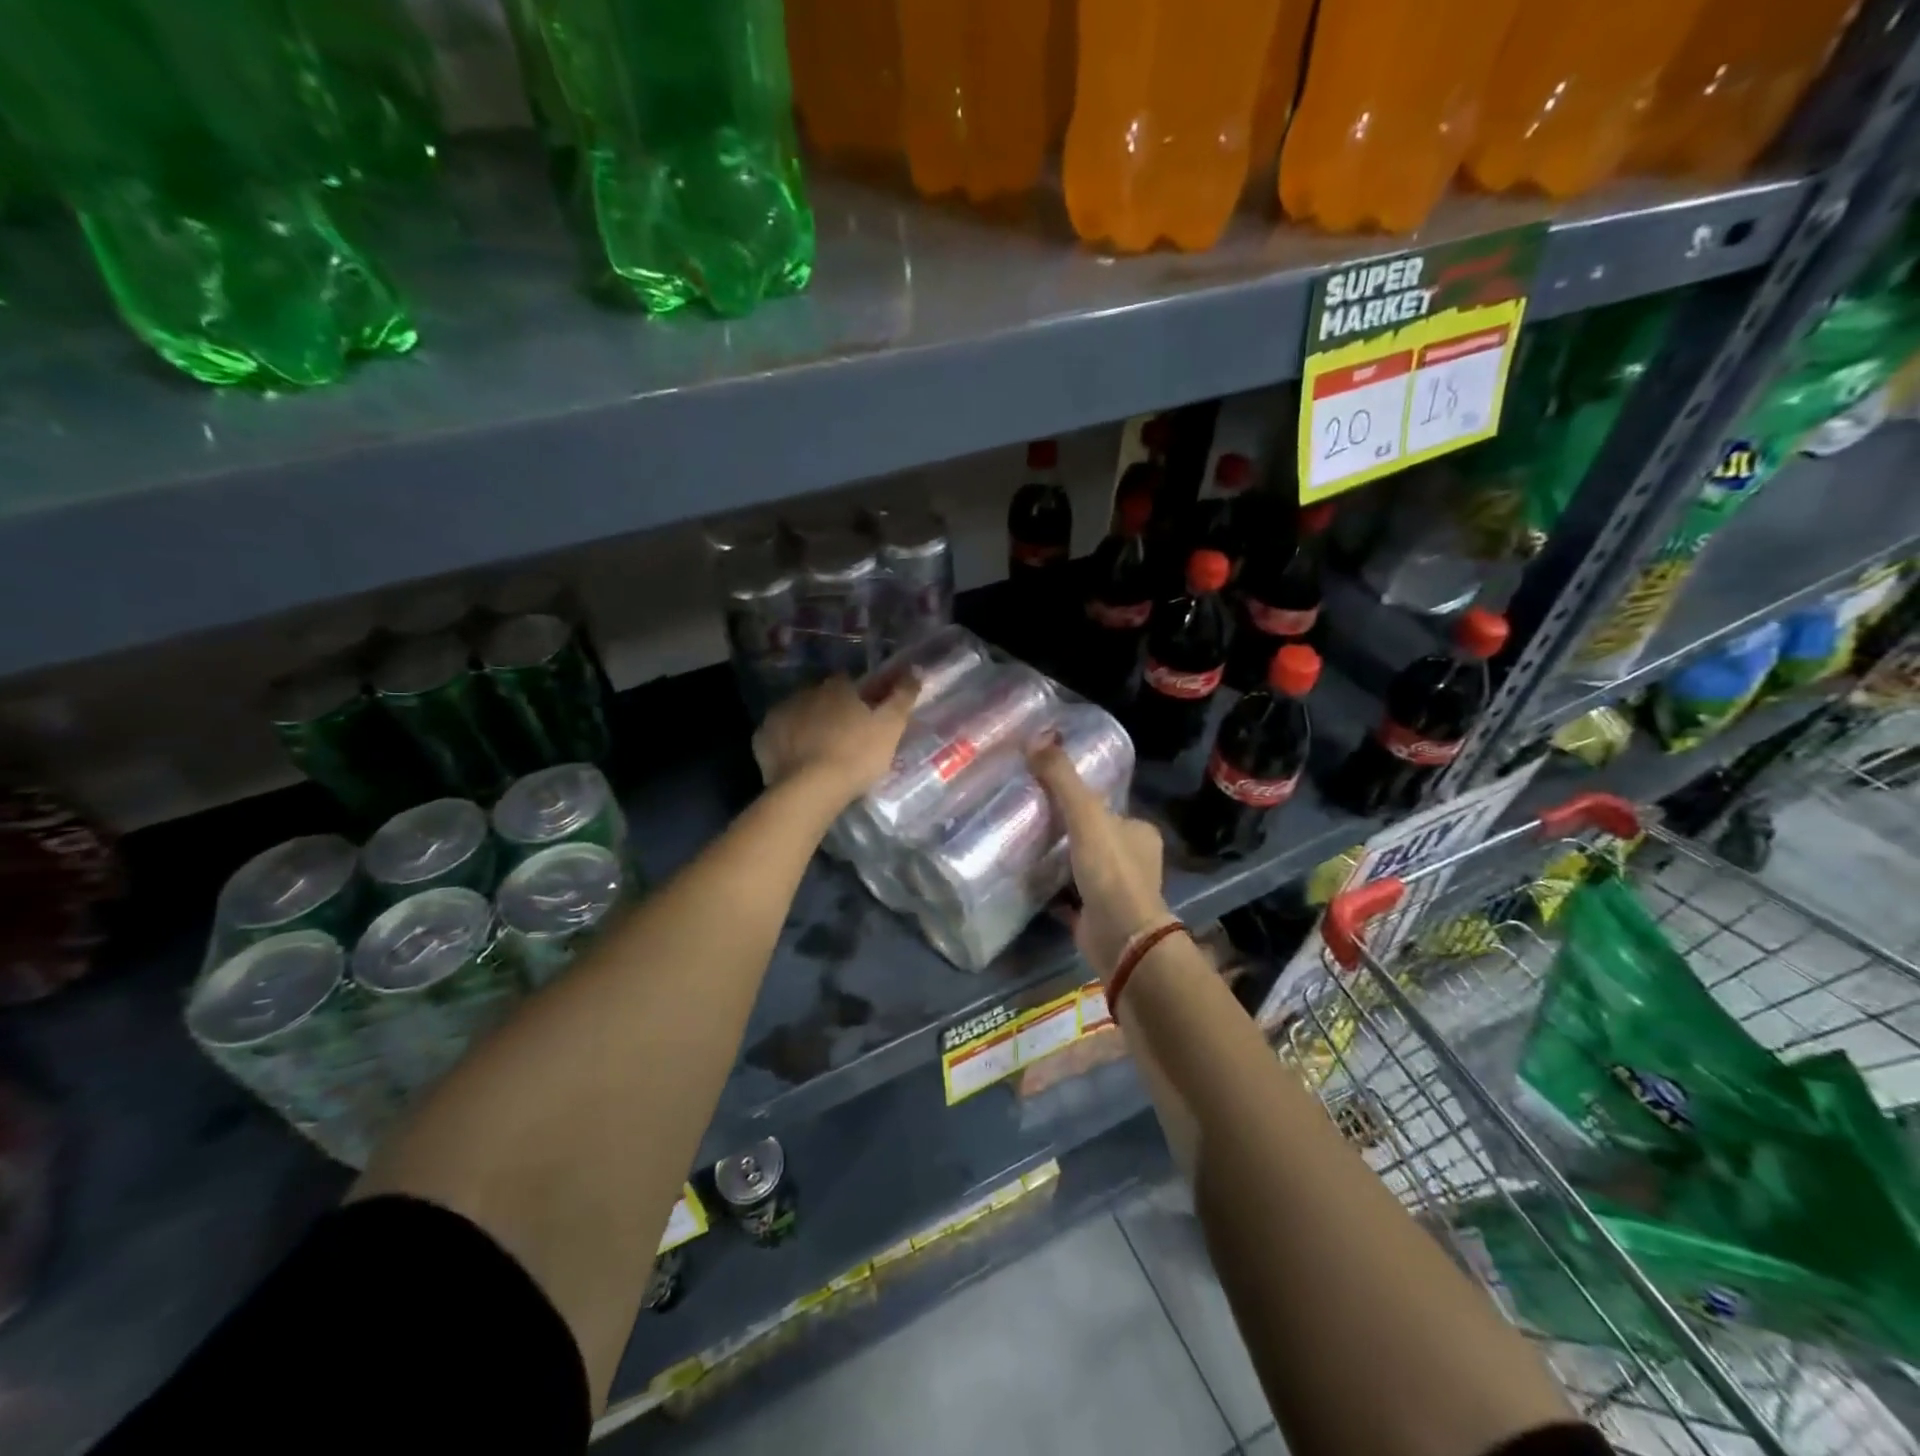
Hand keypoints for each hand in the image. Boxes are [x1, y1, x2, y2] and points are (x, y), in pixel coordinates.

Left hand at [753, 674, 919, 806]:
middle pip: (820, 697)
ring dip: (808, 725)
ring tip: (820, 751)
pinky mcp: (762, 739)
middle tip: (844, 736)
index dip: (857, 697)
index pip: (848, 682)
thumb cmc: (856, 755)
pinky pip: (778, 736)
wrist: (810, 789)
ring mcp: (779, 714)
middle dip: (830, 710)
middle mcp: (804, 693)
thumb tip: (915, 670)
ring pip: (798, 714)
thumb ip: (903, 696)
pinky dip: (787, 744)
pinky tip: (797, 761)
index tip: (865, 714)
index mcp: (836, 687)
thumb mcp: (891, 726)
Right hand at [1029, 740, 1172, 984]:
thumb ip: (1062, 779)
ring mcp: (1116, 891)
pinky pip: (1070, 896)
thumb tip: (1036, 737)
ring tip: (1024, 845)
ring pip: (1082, 866)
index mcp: (1140, 833)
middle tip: (1031, 818)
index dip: (1082, 800)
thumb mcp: (1086, 815)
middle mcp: (1134, 860)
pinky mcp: (1096, 916)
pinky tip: (1027, 880)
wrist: (1121, 937)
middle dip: (1068, 831)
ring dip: (1060, 860)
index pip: (1109, 808)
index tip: (1050, 793)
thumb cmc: (1111, 870)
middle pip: (1095, 837)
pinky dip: (1053, 889)